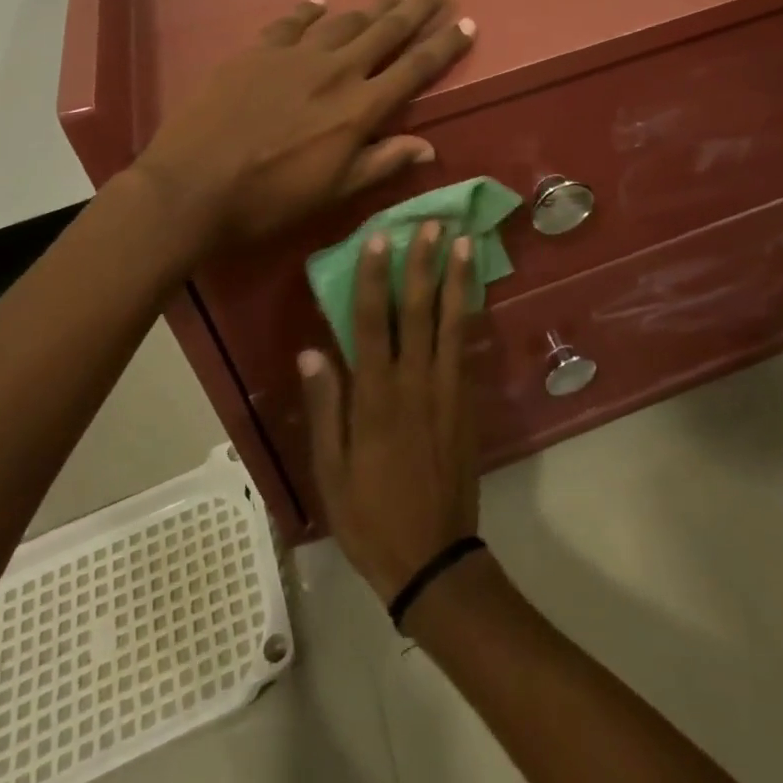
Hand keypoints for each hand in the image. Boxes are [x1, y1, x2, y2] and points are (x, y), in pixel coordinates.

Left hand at [133, 0, 473, 248]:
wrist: (192, 186)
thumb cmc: (269, 200)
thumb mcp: (334, 191)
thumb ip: (382, 162)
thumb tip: (428, 146)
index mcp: (360, 108)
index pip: (415, 68)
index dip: (444, 46)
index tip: (466, 24)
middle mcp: (335, 71)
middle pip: (386, 31)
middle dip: (417, 8)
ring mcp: (294, 56)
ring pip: (345, 21)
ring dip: (373, 6)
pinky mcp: (257, 51)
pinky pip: (291, 22)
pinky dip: (310, 11)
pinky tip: (321, 3)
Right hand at [299, 222, 480, 600]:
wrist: (433, 558)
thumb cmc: (370, 516)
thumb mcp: (331, 471)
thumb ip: (326, 407)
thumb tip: (311, 351)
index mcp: (376, 398)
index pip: (372, 324)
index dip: (374, 278)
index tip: (378, 239)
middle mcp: (415, 383)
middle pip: (417, 312)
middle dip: (422, 264)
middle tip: (431, 224)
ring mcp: (446, 390)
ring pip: (450, 323)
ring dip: (455, 279)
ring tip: (463, 242)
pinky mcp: (466, 403)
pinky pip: (465, 349)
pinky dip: (468, 315)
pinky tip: (471, 292)